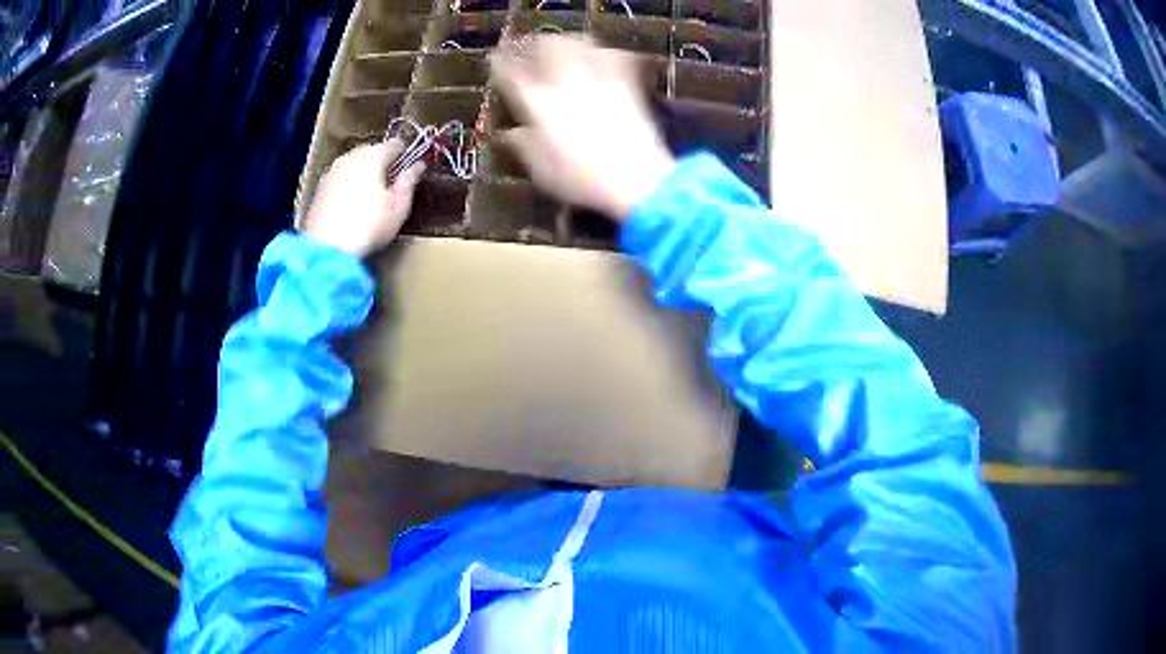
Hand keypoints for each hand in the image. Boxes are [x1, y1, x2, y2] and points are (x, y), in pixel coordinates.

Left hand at [303, 139, 424, 256]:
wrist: (327, 248)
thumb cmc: (369, 226)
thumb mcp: (399, 207)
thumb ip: (409, 182)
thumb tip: (417, 166)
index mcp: (373, 156)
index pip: (394, 144)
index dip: (404, 153)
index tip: (410, 167)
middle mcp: (351, 157)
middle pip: (371, 151)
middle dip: (381, 161)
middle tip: (391, 181)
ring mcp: (332, 172)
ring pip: (353, 164)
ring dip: (363, 172)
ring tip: (371, 192)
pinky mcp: (320, 189)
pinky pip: (340, 178)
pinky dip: (348, 184)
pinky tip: (352, 202)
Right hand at [490, 35, 674, 220]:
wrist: (636, 178)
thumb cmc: (582, 179)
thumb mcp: (542, 171)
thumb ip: (523, 146)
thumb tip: (509, 133)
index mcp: (537, 104)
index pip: (511, 73)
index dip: (500, 63)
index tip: (496, 59)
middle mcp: (565, 83)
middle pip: (546, 46)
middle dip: (535, 44)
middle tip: (531, 49)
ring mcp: (597, 79)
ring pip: (578, 43)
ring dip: (567, 42)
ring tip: (564, 47)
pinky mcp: (625, 84)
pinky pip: (612, 56)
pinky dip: (603, 53)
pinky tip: (602, 57)